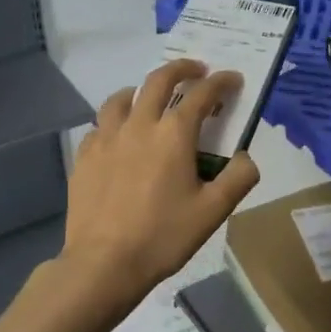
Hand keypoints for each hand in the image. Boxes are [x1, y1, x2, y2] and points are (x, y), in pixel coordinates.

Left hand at [60, 59, 260, 307]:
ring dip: (142, 90)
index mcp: (173, 135)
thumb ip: (238, 178)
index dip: (221, 83)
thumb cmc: (163, 236)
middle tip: (196, 71)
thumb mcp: (213, 212)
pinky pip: (100, 125)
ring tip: (151, 98)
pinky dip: (115, 121)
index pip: (202, 95)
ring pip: (122, 97)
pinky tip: (119, 136)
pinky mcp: (84, 156)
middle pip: (159, 81)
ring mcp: (106, 138)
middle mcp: (138, 125)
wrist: (104, 262)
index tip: (232, 79)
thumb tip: (246, 157)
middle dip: (181, 69)